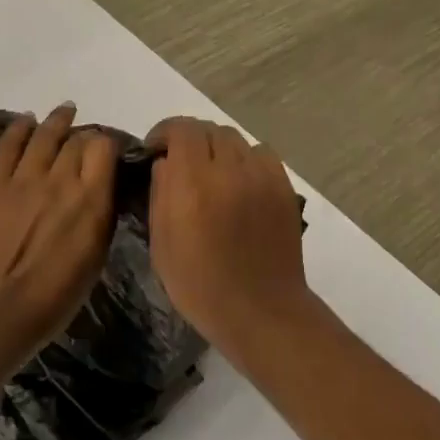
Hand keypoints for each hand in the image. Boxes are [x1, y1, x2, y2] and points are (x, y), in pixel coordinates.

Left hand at [0, 104, 117, 360]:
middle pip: (76, 140)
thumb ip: (100, 217)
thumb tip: (101, 192)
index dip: (107, 145)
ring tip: (65, 111)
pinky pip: (9, 146)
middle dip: (84, 136)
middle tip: (86, 141)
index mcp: (91, 200)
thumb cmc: (52, 299)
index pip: (104, 149)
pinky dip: (19, 128)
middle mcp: (60, 180)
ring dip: (57, 120)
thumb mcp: (94, 259)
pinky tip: (26, 120)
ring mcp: (24, 179)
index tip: (108, 153)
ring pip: (44, 135)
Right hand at [146, 118, 311, 361]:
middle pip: (209, 130)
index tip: (156, 148)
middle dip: (191, 140)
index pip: (182, 130)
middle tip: (183, 162)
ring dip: (219, 148)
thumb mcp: (161, 244)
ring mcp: (261, 176)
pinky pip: (262, 154)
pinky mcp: (284, 186)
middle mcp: (229, 170)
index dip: (165, 131)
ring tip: (213, 173)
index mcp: (193, 183)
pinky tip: (241, 182)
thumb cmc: (200, 285)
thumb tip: (165, 162)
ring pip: (236, 139)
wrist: (260, 309)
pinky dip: (246, 159)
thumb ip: (160, 193)